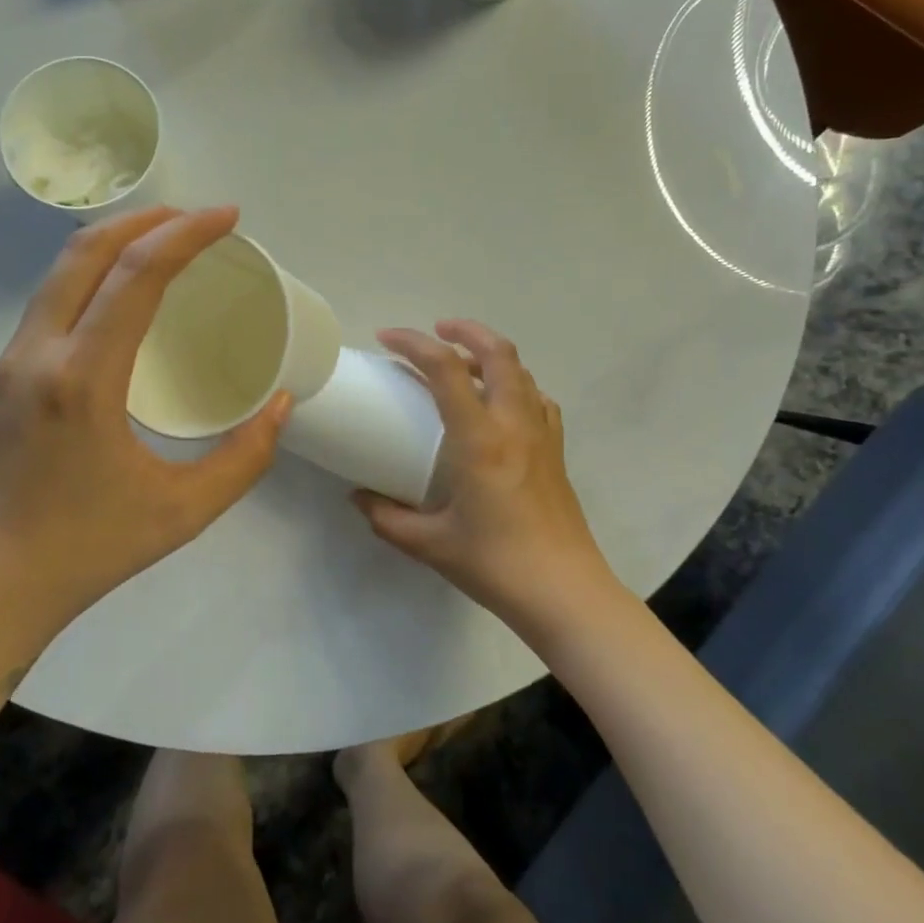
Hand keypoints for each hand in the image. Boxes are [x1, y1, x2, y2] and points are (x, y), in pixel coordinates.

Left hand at [0, 207, 290, 649]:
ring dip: (116, 242)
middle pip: (86, 252)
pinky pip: (51, 300)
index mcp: (83, 380)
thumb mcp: (184, 511)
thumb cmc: (89, 550)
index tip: (229, 217)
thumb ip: (244, 457)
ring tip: (168, 242)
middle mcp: (39, 354)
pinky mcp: (4, 376)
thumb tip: (281, 404)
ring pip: (60, 271)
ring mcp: (12, 362)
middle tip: (200, 220)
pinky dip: (92, 273)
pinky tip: (124, 293)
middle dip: (148, 220)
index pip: (136, 277)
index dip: (186, 236)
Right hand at [354, 321, 616, 632]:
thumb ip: (387, 517)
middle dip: (465, 330)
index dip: (414, 342)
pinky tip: (499, 408)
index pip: (446, 367)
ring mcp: (542, 434)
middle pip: (498, 351)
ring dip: (491, 356)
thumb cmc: (495, 564)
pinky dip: (515, 386)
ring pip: (522, 371)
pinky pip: (538, 400)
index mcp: (480, 438)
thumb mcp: (429, 544)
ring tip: (463, 367)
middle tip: (435, 332)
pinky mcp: (556, 451)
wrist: (564, 592)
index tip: (386, 338)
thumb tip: (359, 497)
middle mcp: (514, 423)